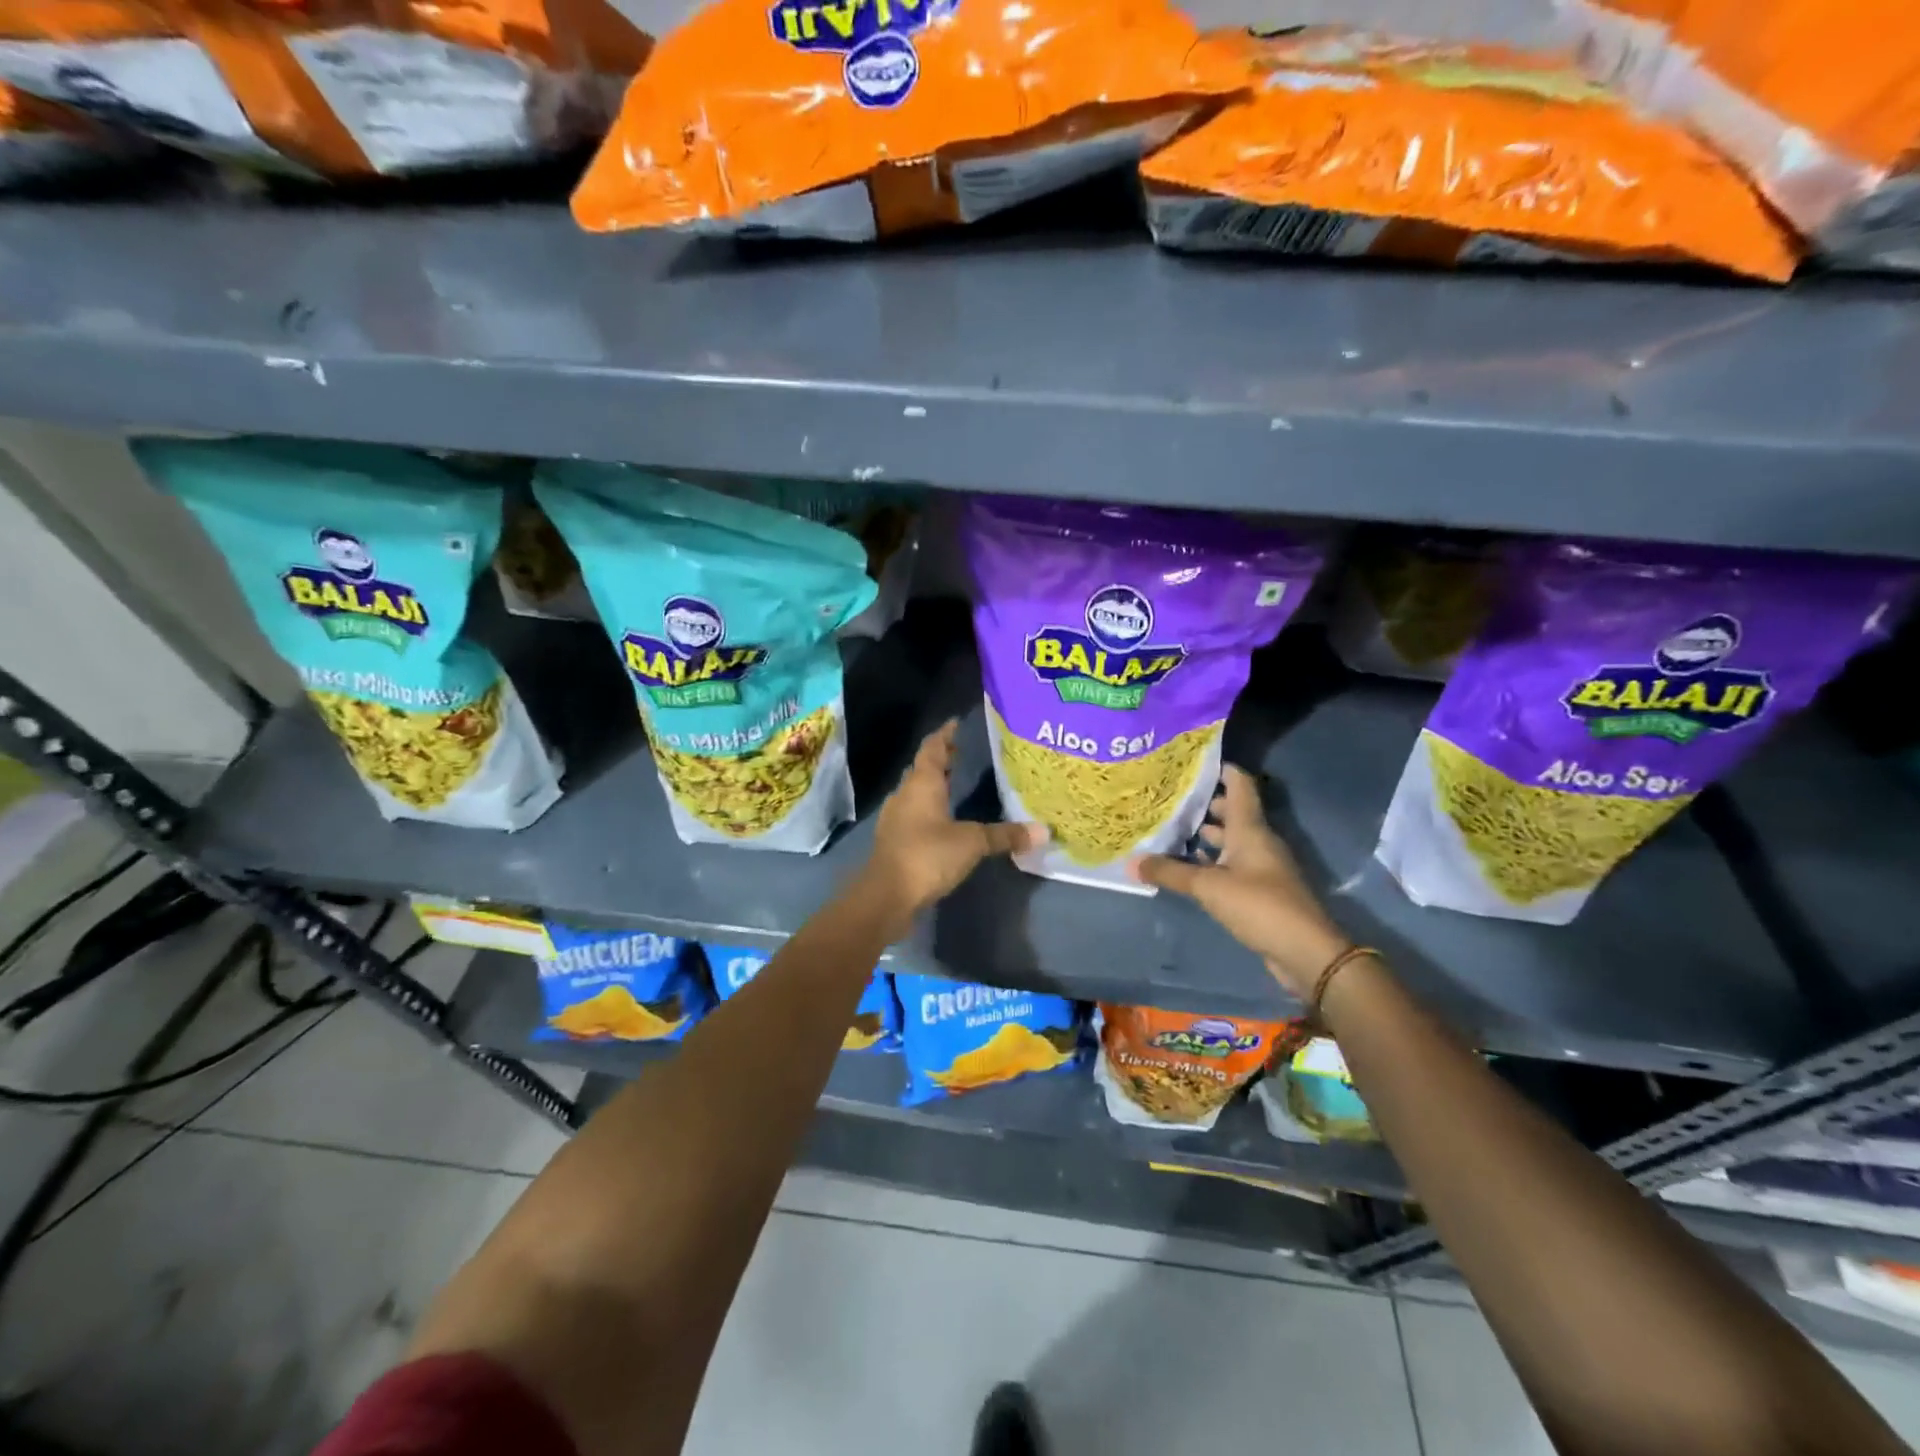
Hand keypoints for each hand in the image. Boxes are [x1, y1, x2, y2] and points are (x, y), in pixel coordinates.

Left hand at [860, 720, 1041, 924]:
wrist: (886, 896)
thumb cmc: (927, 855)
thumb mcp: (972, 843)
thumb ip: (1005, 835)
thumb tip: (1043, 832)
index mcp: (922, 784)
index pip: (932, 748)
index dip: (945, 735)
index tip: (956, 723)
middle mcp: (905, 795)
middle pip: (923, 769)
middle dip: (941, 760)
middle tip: (961, 753)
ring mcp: (896, 819)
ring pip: (916, 793)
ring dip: (933, 786)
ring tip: (955, 784)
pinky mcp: (895, 842)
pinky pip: (914, 815)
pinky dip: (929, 810)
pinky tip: (943, 822)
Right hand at [1130, 764, 1349, 998]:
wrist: (1305, 951)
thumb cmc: (1259, 905)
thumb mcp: (1208, 887)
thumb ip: (1170, 873)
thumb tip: (1131, 863)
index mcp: (1250, 829)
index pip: (1239, 784)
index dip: (1219, 769)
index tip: (1190, 761)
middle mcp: (1257, 841)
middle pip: (1232, 812)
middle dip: (1203, 804)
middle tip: (1167, 798)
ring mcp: (1261, 866)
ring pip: (1230, 840)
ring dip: (1205, 835)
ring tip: (1170, 830)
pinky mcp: (1260, 890)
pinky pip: (1231, 865)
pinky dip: (1211, 862)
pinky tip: (1188, 867)